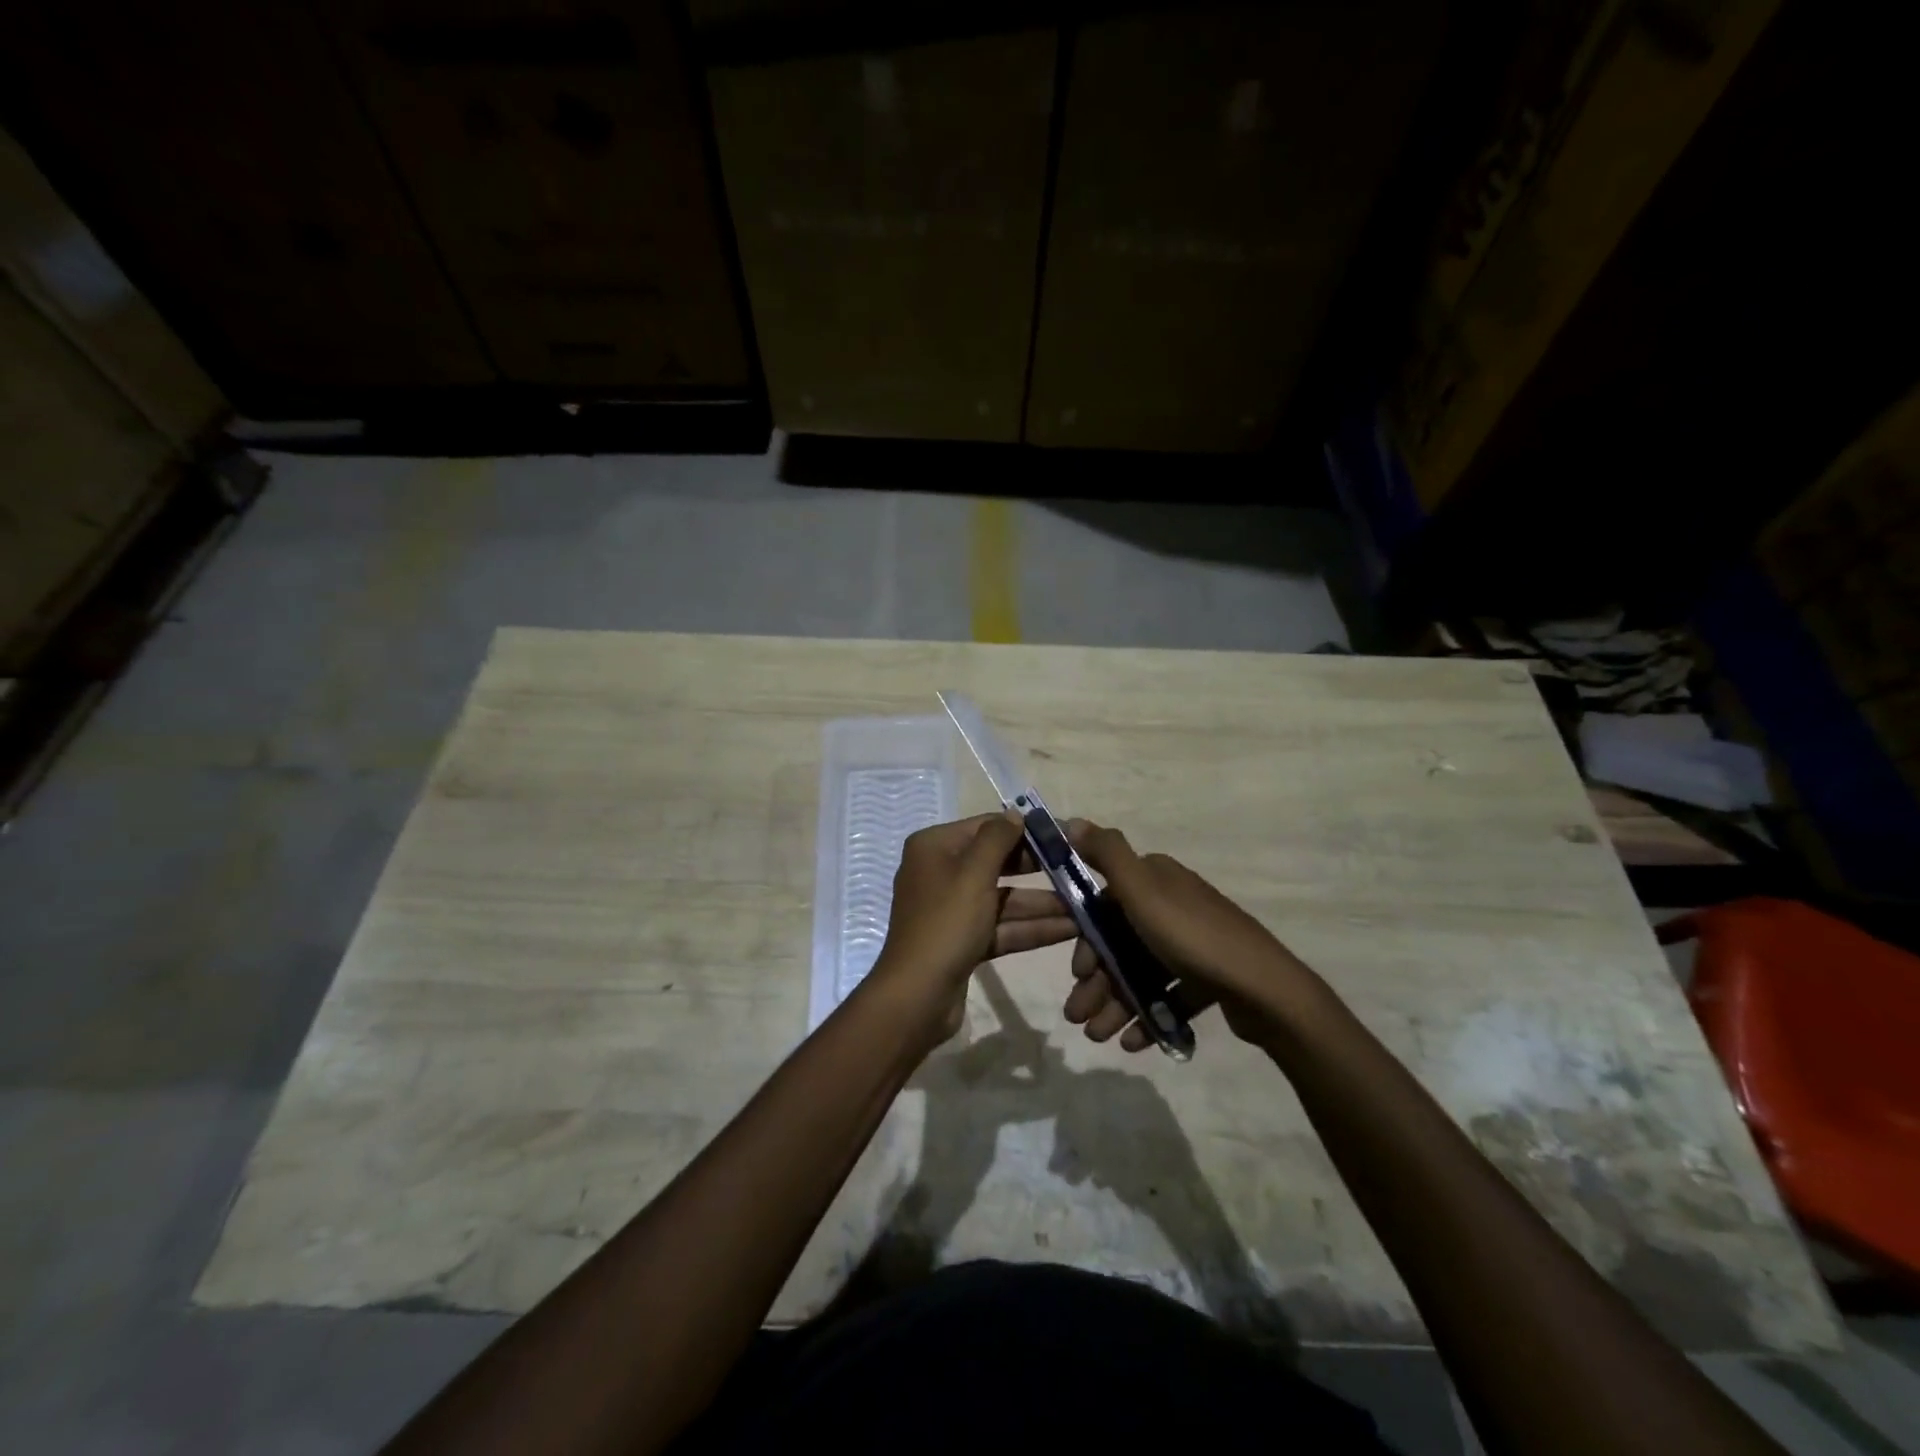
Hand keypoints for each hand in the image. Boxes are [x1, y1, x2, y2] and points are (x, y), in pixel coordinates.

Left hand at [875, 812, 1077, 1037]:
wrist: (916, 996)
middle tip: (1078, 870)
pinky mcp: (964, 941)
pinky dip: (1031, 928)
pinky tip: (1070, 930)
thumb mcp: (973, 874)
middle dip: (1038, 870)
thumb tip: (1015, 814)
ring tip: (1086, 906)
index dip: (1025, 830)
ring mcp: (952, 909)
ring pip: (1003, 899)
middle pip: (997, 863)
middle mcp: (941, 872)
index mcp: (934, 847)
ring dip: (1042, 904)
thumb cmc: (945, 924)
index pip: (986, 827)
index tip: (1063, 836)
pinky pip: (1001, 926)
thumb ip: (997, 839)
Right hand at [1061, 820, 1308, 1051]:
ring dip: (1116, 1002)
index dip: (1086, 938)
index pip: (1105, 904)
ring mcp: (1193, 941)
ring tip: (1099, 1037)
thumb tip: (1071, 821)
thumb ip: (1106, 854)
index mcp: (1156, 879)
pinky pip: (1168, 994)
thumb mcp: (1141, 889)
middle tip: (1077, 1017)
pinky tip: (1132, 1041)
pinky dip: (1148, 1014)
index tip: (1078, 972)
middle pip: (1121, 941)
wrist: (1265, 990)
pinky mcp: (1209, 975)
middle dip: (1096, 980)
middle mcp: (1173, 904)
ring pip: (1141, 971)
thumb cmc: (1192, 937)